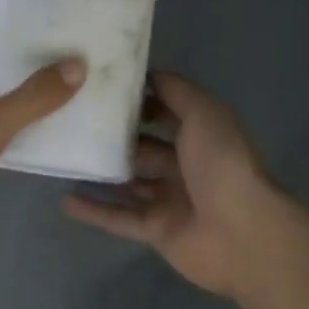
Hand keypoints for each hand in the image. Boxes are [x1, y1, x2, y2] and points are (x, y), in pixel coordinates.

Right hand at [61, 71, 293, 297]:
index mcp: (202, 135)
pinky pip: (120, 218)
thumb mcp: (203, 113)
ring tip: (66, 157)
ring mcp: (171, 199)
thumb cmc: (222, 164)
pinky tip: (65, 200)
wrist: (242, 234)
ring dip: (102, 172)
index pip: (166, 111)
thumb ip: (176, 91)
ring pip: (130, 182)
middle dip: (116, 136)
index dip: (139, 99)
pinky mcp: (157, 230)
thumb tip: (147, 74)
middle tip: (75, 120)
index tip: (102, 87)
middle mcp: (186, 165)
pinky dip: (95, 210)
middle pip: (145, 147)